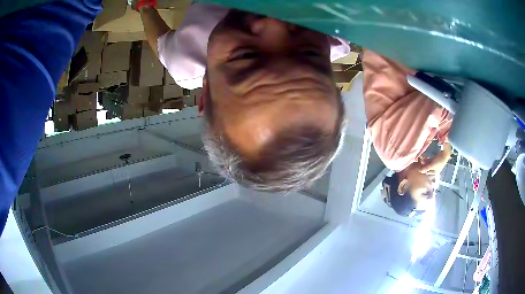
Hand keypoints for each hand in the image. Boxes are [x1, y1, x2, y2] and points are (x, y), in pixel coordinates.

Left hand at [420, 142, 451, 173]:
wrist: (445, 154)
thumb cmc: (439, 161)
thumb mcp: (432, 165)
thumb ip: (426, 168)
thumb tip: (420, 171)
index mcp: (434, 172)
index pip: (427, 173)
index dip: (423, 170)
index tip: (418, 167)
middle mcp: (434, 169)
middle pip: (427, 168)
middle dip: (423, 165)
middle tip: (419, 162)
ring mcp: (434, 164)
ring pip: (427, 164)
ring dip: (424, 161)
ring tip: (421, 159)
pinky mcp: (434, 159)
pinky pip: (429, 160)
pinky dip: (426, 159)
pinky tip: (423, 157)